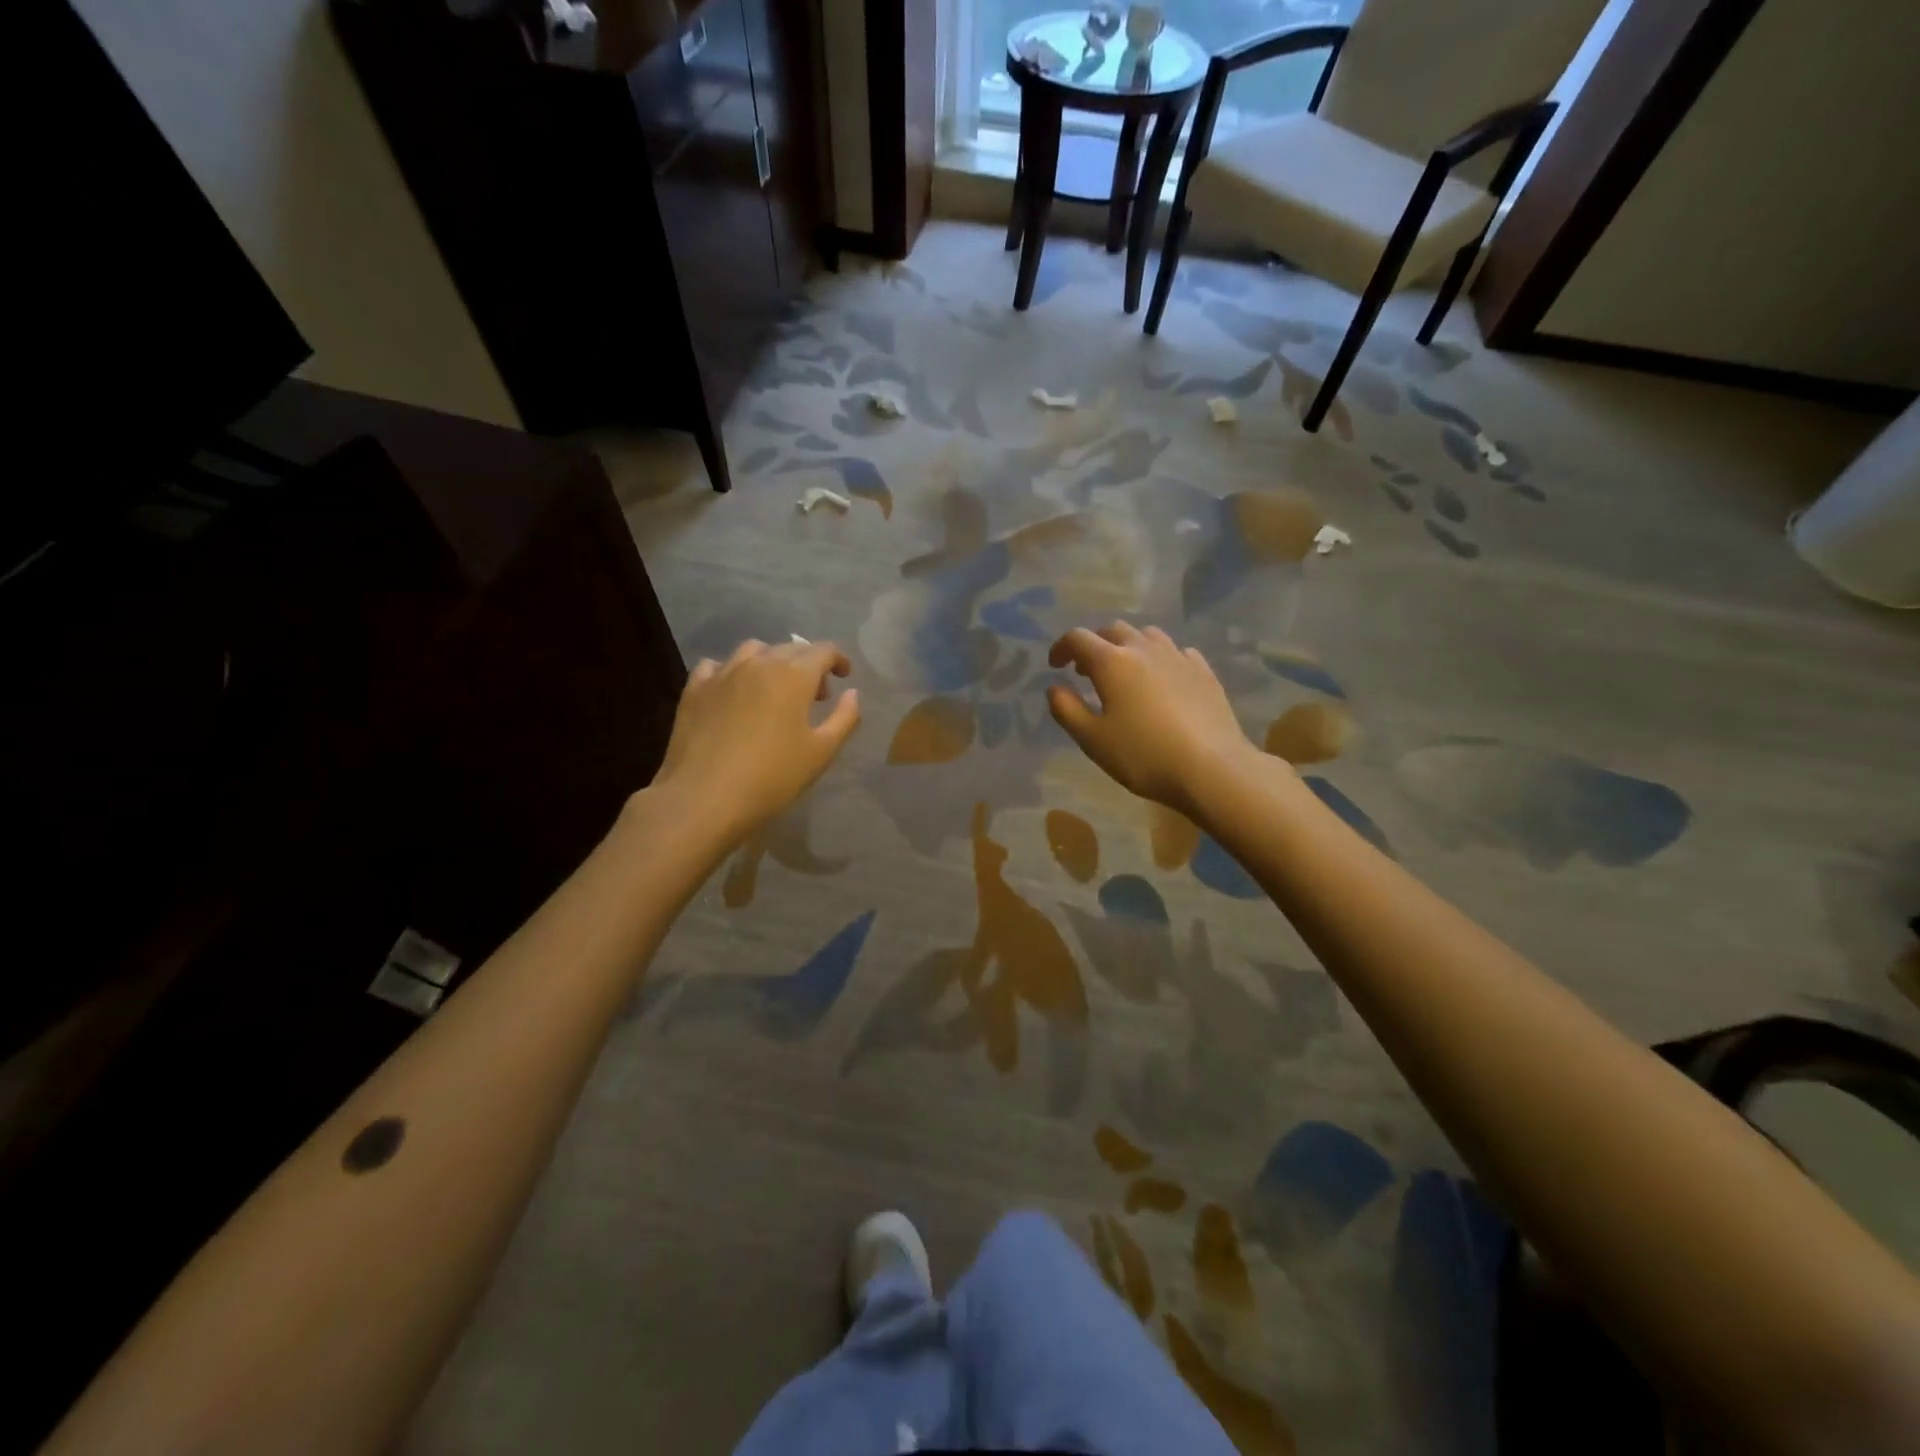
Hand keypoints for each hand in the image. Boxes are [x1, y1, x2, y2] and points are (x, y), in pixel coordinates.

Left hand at [655, 640, 860, 842]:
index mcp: (794, 675)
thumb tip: (852, 693)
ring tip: (775, 688)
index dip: (838, 659)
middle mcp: (759, 663)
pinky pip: (716, 665)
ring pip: (753, 650)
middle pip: (790, 648)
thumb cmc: (771, 777)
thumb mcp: (821, 752)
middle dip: (809, 664)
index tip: (844, 676)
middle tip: (816, 695)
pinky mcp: (694, 689)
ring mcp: (722, 673)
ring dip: (772, 661)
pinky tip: (735, 691)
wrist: (703, 798)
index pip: (823, 651)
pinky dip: (733, 671)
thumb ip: (844, 718)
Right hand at [1046, 623, 1266, 816]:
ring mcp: (1178, 657)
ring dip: (1128, 646)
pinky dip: (1159, 658)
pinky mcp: (1204, 672)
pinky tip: (1162, 680)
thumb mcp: (1092, 740)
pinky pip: (1176, 652)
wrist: (1212, 768)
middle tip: (1087, 671)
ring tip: (1125, 672)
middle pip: (1113, 630)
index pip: (1078, 638)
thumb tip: (1055, 687)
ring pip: (1147, 635)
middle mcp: (1144, 649)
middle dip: (1094, 645)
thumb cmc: (1144, 756)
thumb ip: (1067, 710)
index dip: (1061, 648)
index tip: (1055, 665)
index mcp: (1112, 662)